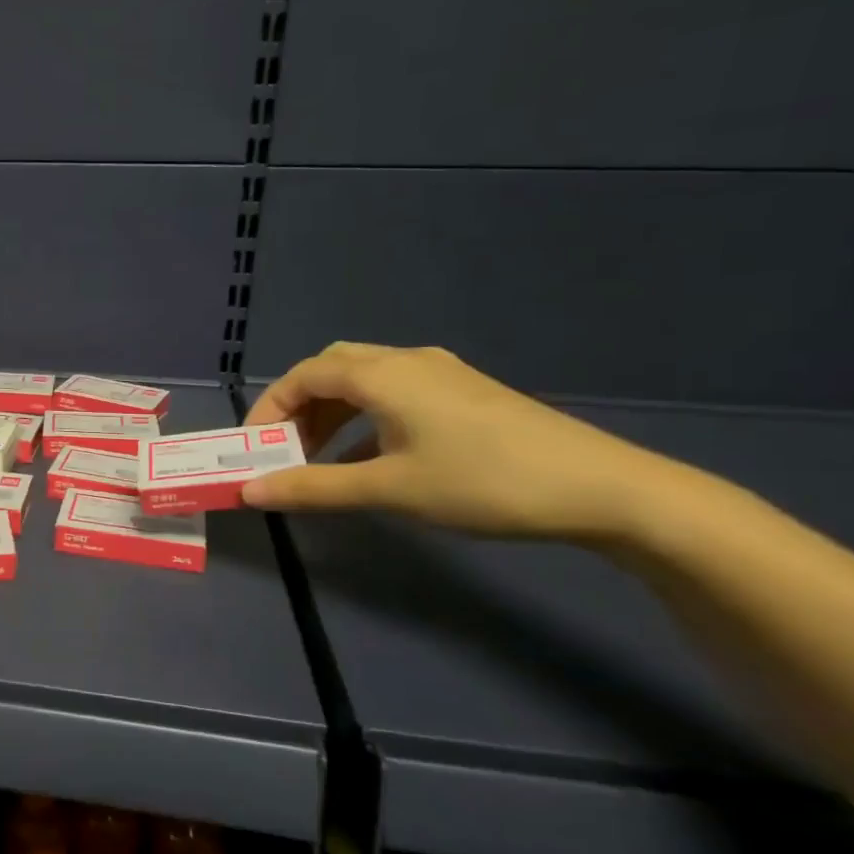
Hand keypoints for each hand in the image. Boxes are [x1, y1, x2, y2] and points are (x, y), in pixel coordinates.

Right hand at [241, 343, 667, 538]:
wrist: (604, 490)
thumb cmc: (482, 482)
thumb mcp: (389, 489)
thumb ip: (313, 487)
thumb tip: (249, 491)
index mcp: (383, 374)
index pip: (303, 376)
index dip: (269, 409)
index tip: (253, 448)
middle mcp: (408, 361)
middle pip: (331, 369)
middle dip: (298, 408)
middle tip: (285, 449)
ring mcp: (442, 375)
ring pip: (364, 381)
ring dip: (331, 415)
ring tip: (319, 458)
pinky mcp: (466, 394)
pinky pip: (395, 395)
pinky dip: (365, 419)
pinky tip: (369, 459)